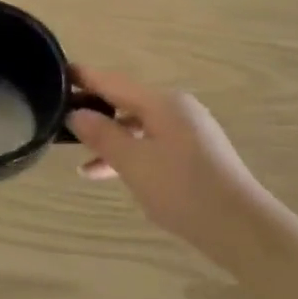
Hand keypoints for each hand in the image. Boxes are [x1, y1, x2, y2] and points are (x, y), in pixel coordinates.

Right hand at [67, 66, 271, 254]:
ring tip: (78, 156)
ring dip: (109, 139)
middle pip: (126, 102)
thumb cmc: (183, 189)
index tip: (58, 71)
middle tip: (60, 116)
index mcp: (163, 103)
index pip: (114, 82)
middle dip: (95, 111)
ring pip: (138, 127)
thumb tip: (76, 113)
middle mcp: (177, 110)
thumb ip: (103, 135)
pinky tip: (108, 173)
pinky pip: (151, 144)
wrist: (239, 227)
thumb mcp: (134, 163)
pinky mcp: (193, 155)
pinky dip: (129, 154)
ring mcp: (188, 132)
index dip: (85, 77)